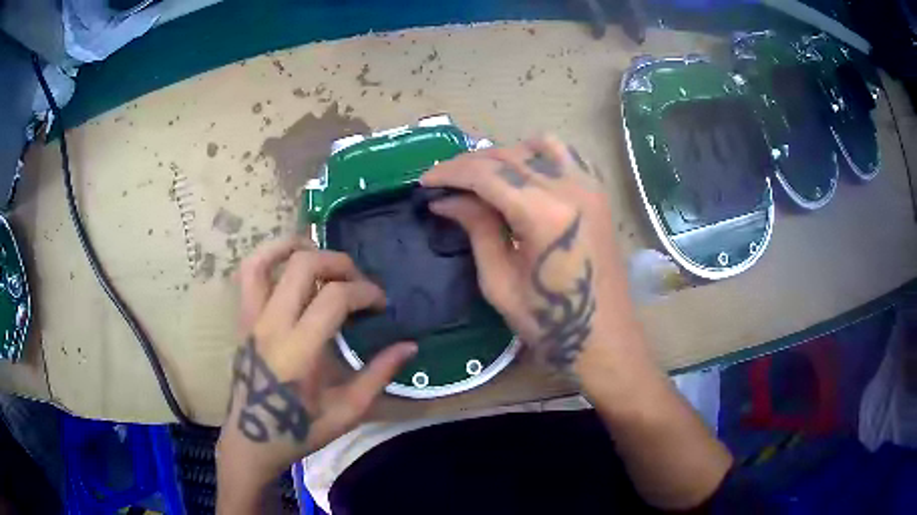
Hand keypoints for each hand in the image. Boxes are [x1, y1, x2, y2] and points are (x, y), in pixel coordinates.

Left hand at [216, 238, 416, 502]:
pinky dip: (269, 256)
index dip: (365, 292)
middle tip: (358, 281)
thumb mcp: (347, 411)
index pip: (333, 297)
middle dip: (339, 263)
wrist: (252, 441)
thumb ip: (378, 375)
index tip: (380, 304)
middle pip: (303, 265)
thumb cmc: (299, 430)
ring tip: (322, 255)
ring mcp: (251, 318)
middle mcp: (271, 325)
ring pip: (265, 259)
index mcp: (299, 351)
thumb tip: (409, 346)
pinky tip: (290, 261)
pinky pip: (249, 274)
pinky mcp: (242, 319)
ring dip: (297, 247)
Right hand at [422, 135, 645, 375]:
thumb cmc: (549, 322)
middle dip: (469, 164)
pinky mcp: (598, 193)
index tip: (424, 182)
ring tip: (482, 177)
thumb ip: (476, 229)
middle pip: (508, 156)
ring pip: (537, 146)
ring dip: (504, 155)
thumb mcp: (500, 281)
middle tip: (444, 183)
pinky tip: (522, 174)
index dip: (450, 173)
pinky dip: (537, 155)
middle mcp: (568, 187)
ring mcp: (588, 186)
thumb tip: (446, 200)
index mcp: (542, 212)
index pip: (486, 174)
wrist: (604, 338)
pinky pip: (565, 155)